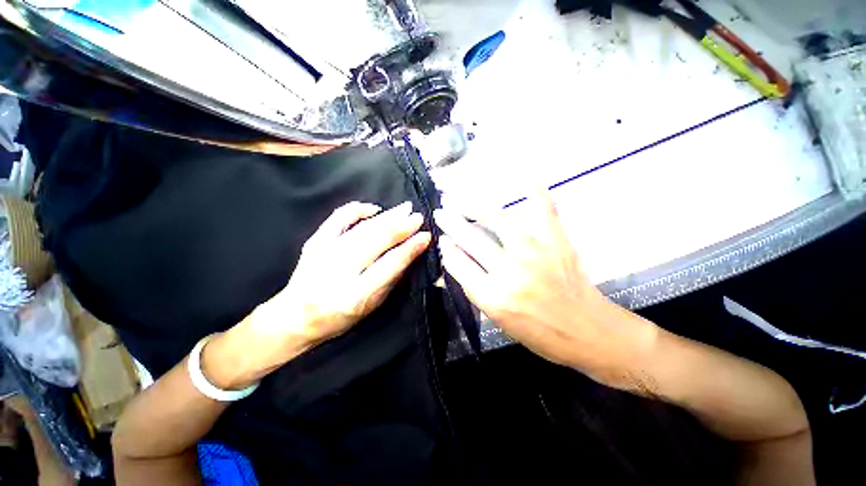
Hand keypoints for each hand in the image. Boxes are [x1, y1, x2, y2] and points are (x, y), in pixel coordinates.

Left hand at [205, 201, 429, 388]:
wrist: (294, 316)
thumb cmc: (338, 318)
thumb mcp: (371, 307)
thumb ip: (391, 280)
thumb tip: (409, 253)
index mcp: (356, 294)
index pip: (390, 264)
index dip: (411, 248)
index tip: (426, 237)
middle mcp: (339, 271)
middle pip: (376, 241)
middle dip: (401, 226)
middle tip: (417, 217)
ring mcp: (324, 253)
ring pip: (362, 228)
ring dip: (387, 216)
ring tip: (404, 209)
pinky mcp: (314, 242)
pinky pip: (337, 219)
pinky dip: (356, 210)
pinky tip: (373, 208)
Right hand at [435, 191, 657, 388]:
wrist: (588, 332)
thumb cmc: (539, 333)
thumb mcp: (497, 320)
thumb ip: (473, 289)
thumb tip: (453, 261)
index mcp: (493, 296)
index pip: (458, 263)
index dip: (446, 249)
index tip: (442, 239)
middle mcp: (510, 271)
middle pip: (471, 239)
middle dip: (450, 223)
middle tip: (441, 212)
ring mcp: (535, 252)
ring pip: (497, 219)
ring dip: (473, 205)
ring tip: (460, 198)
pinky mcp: (556, 241)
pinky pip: (543, 209)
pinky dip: (534, 190)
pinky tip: (522, 175)